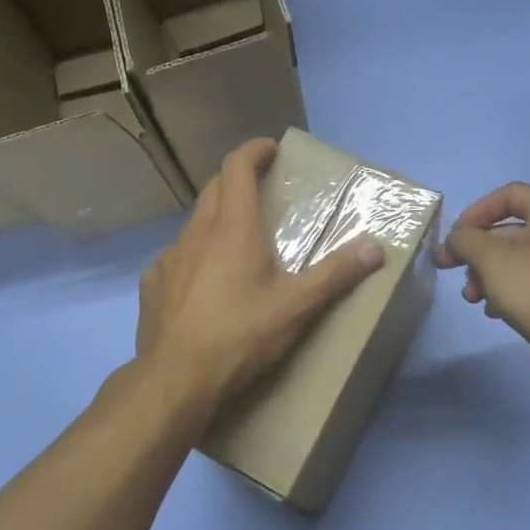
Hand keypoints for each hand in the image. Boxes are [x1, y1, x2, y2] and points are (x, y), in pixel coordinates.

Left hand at [137, 138, 383, 410]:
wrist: (175, 380)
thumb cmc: (240, 336)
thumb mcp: (296, 307)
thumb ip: (336, 274)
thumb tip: (376, 248)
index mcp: (232, 228)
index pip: (236, 167)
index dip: (253, 151)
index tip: (270, 148)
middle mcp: (196, 233)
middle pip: (213, 188)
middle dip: (236, 179)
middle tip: (260, 190)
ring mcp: (169, 258)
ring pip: (194, 224)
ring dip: (215, 220)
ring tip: (236, 242)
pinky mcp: (152, 284)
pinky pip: (177, 257)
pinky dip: (195, 256)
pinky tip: (204, 285)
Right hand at [434, 183, 529, 393]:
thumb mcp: (492, 259)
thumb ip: (465, 240)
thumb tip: (453, 239)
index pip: (508, 195)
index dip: (475, 212)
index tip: (453, 237)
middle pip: (510, 230)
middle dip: (476, 251)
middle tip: (447, 268)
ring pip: (517, 259)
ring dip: (486, 274)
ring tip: (471, 297)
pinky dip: (506, 290)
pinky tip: (492, 311)